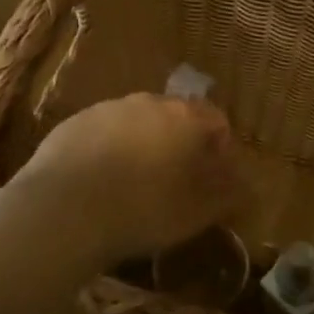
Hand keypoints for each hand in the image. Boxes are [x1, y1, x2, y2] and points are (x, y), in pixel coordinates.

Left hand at [4, 93, 245, 265]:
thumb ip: (229, 194)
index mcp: (185, 117)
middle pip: (176, 117)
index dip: (220, 148)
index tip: (213, 178)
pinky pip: (103, 133)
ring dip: (143, 145)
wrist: (63, 212)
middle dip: (181, 144)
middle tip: (175, 182)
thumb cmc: (144, 210)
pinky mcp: (72, 123)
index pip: (216, 120)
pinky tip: (101, 184)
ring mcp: (107, 109)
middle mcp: (148, 102)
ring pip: (137, 122)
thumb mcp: (198, 212)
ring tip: (135, 185)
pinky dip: (109, 150)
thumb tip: (249, 186)